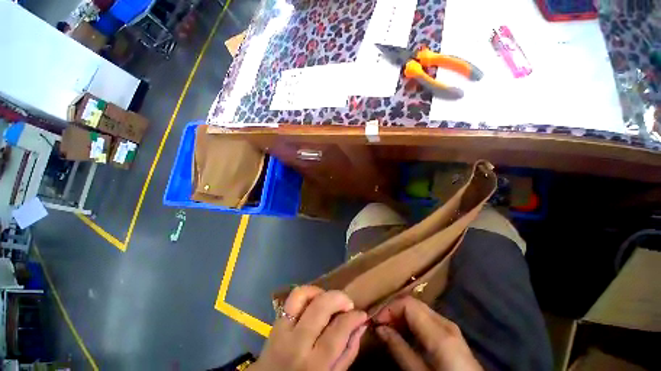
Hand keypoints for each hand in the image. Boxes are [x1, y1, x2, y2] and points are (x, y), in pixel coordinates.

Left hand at [251, 286, 367, 370]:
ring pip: (301, 296)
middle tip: (348, 303)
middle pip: (319, 307)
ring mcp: (283, 330)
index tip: (361, 313)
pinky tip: (315, 300)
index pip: (337, 331)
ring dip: (319, 291)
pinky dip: (306, 293)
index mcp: (315, 365)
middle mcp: (297, 344)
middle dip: (338, 298)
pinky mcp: (276, 321)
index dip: (353, 317)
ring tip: (329, 299)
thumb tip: (360, 323)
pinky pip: (291, 299)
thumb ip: (348, 351)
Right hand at [373, 296, 481, 370]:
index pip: (408, 304)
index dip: (389, 309)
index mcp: (440, 333)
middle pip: (413, 303)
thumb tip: (380, 328)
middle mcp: (445, 323)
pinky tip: (405, 331)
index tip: (377, 322)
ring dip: (401, 314)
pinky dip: (411, 320)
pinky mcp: (451, 333)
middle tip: (380, 324)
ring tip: (389, 328)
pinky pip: (426, 317)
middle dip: (394, 310)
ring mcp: (450, 327)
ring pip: (419, 308)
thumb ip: (400, 350)